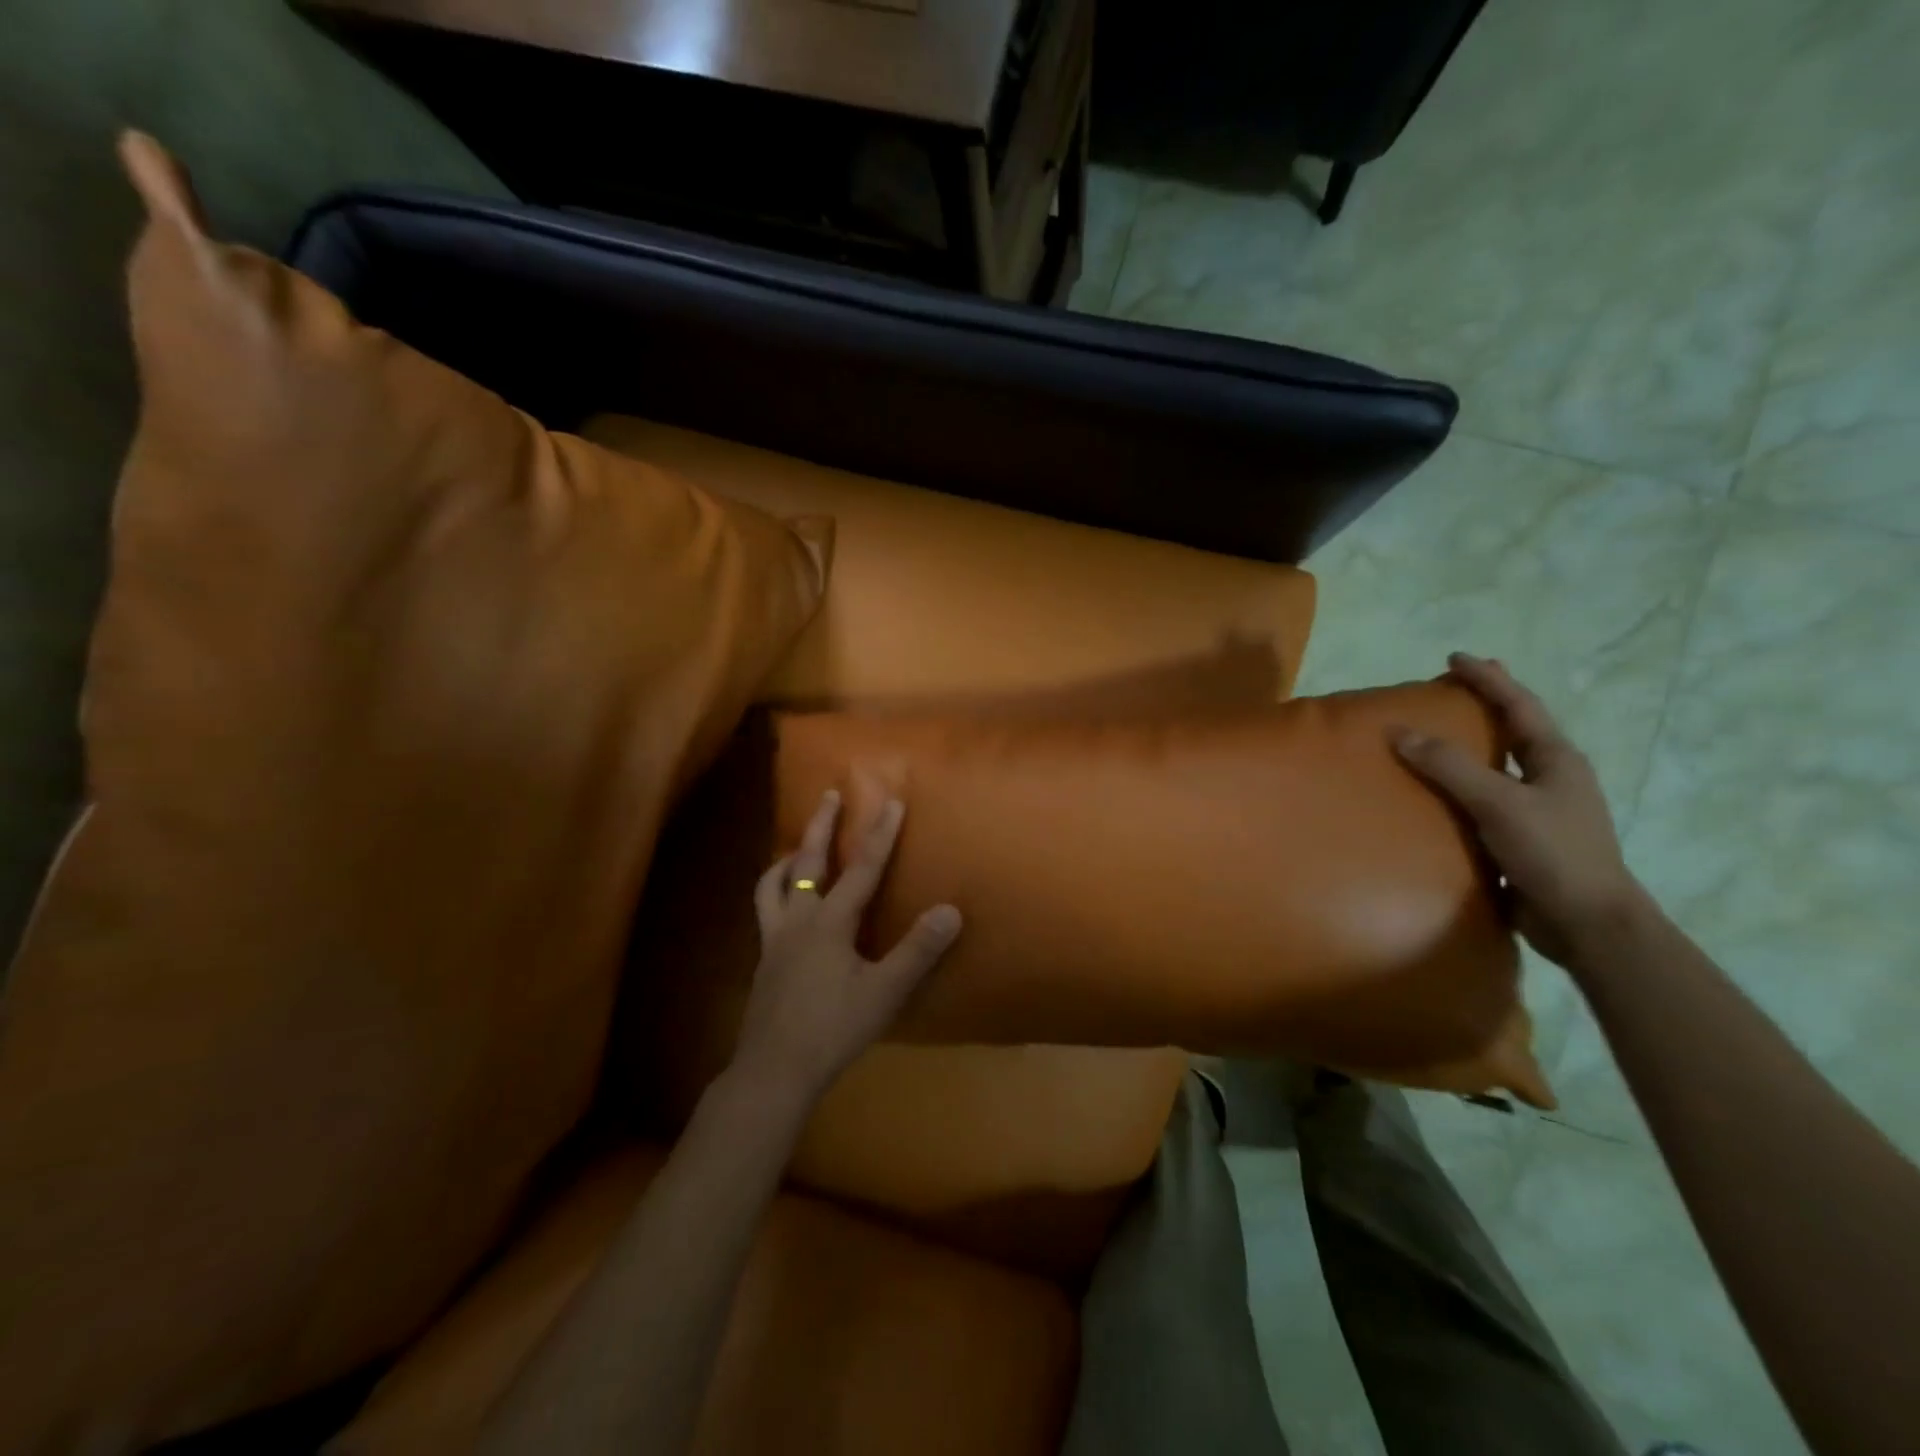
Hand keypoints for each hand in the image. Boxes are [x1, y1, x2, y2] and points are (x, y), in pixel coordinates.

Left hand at [734, 789, 961, 1102]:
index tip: (892, 800)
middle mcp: (798, 920)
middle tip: (829, 795)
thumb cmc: (833, 1029)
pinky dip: (775, 891)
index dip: (880, 833)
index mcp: (829, 922)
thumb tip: (951, 909)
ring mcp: (775, 939)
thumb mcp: (884, 992)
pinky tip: (786, 905)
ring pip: (773, 884)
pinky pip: (766, 910)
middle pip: (808, 862)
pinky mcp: (765, 960)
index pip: (863, 868)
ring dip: (789, 858)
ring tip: (799, 846)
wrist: (774, 1070)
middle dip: (822, 825)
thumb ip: (917, 950)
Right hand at [1391, 652, 1651, 971]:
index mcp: (1556, 759)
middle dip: (1486, 707)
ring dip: (1472, 747)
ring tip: (1435, 737)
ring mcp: (1540, 809)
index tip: (1455, 658)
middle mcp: (1551, 777)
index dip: (1488, 679)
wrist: (1587, 923)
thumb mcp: (1498, 803)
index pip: (1518, 705)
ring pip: (1500, 766)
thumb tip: (1398, 731)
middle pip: (1514, 730)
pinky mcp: (1523, 838)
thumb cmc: (1552, 853)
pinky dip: (1462, 786)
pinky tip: (1437, 794)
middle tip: (1450, 691)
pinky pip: (1485, 799)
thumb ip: (1449, 766)